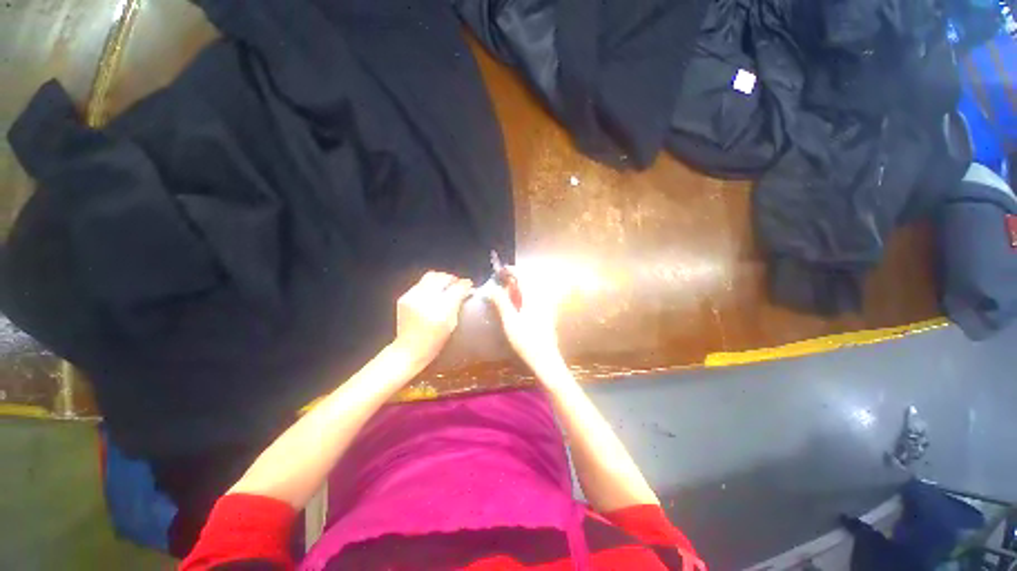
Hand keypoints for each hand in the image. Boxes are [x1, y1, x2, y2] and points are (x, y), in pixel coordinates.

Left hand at [393, 271, 472, 368]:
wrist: (409, 349)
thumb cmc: (435, 341)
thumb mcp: (452, 324)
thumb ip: (458, 304)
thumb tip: (467, 290)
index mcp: (442, 310)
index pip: (457, 288)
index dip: (465, 284)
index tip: (469, 285)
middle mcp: (426, 300)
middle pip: (443, 277)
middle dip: (452, 279)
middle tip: (457, 285)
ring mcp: (413, 297)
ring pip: (431, 276)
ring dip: (440, 280)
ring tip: (445, 286)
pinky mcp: (404, 297)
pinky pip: (420, 284)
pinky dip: (429, 286)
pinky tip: (431, 294)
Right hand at [487, 267, 565, 378]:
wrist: (545, 359)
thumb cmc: (526, 341)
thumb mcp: (510, 321)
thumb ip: (501, 302)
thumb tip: (491, 288)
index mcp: (533, 297)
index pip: (522, 276)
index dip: (511, 270)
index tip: (499, 270)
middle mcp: (541, 298)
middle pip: (528, 282)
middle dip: (514, 279)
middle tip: (501, 283)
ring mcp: (545, 307)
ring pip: (531, 291)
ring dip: (518, 289)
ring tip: (506, 294)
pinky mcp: (545, 315)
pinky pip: (534, 299)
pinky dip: (523, 297)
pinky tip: (516, 307)